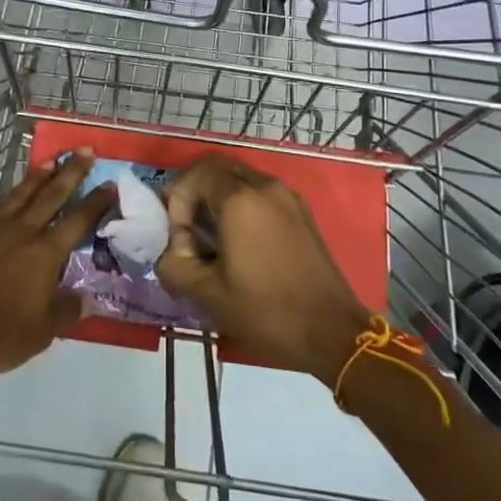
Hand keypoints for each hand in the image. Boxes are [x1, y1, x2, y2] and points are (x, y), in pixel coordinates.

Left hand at [0, 152, 112, 378]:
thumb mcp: (39, 333)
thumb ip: (66, 312)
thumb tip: (89, 300)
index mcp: (44, 253)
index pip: (78, 220)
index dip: (96, 201)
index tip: (110, 182)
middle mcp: (20, 231)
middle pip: (51, 194)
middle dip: (71, 172)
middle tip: (84, 150)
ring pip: (19, 194)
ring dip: (37, 176)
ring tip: (50, 161)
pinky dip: (4, 202)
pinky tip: (4, 202)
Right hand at [156, 155, 371, 385]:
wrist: (331, 333)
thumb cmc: (266, 311)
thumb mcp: (206, 294)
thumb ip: (173, 263)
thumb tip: (169, 248)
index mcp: (240, 200)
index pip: (195, 175)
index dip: (176, 200)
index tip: (177, 236)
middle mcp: (265, 186)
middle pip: (217, 167)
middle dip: (194, 190)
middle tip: (185, 226)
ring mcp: (288, 197)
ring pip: (240, 178)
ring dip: (217, 196)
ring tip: (209, 236)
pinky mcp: (301, 212)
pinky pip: (261, 192)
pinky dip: (241, 204)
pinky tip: (239, 241)